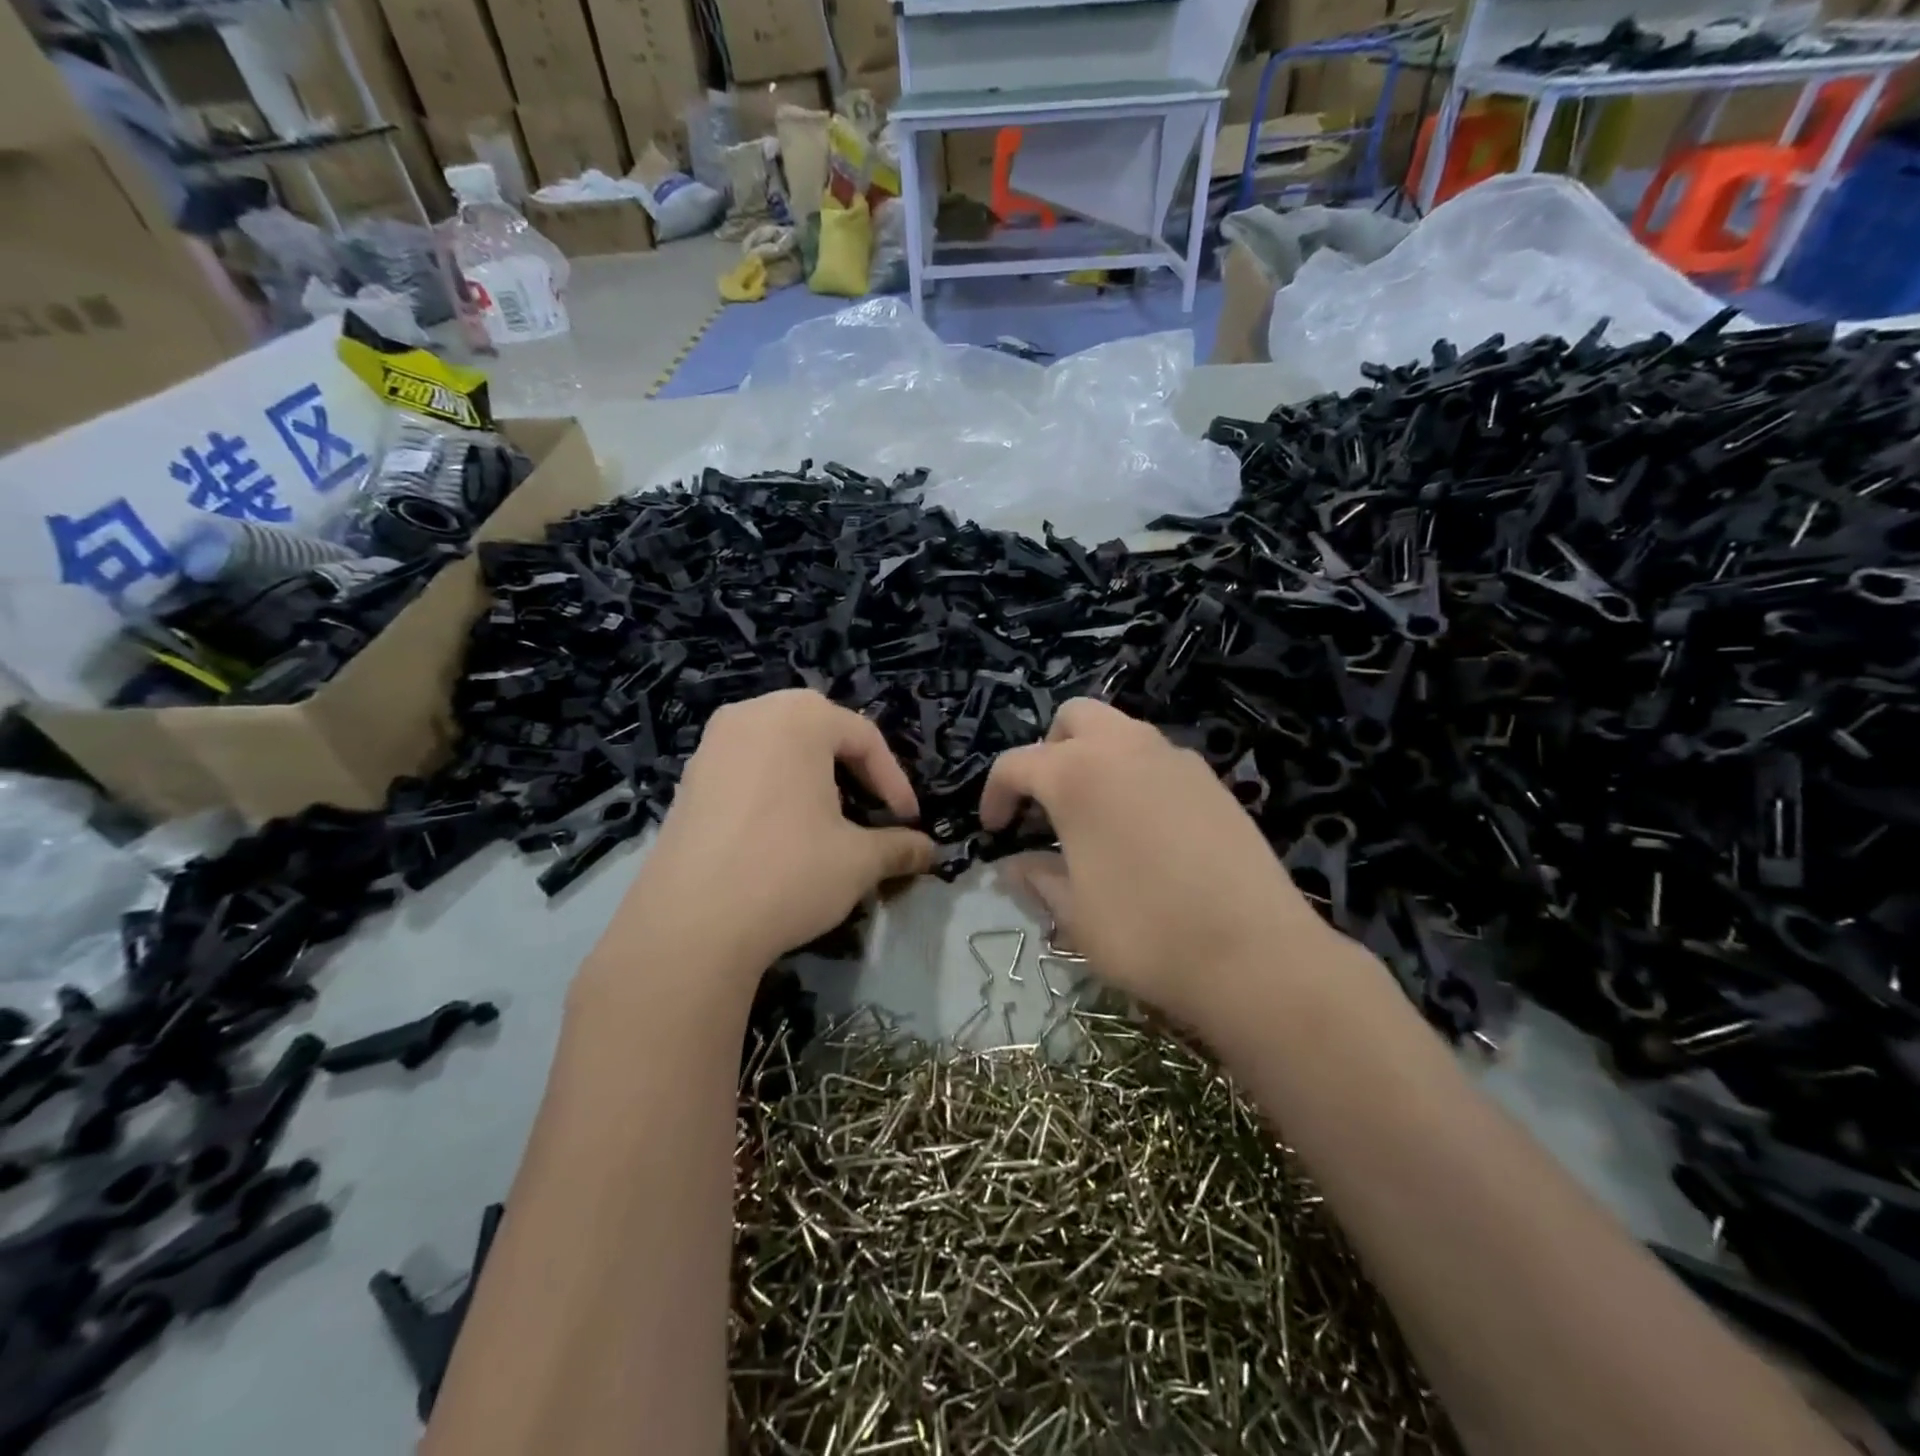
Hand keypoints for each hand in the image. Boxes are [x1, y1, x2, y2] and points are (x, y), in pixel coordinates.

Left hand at [615, 690, 933, 984]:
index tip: (909, 821)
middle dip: (852, 767)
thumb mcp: (858, 861)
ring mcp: (712, 745)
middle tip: (871, 806)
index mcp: (798, 718)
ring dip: (813, 775)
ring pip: (779, 746)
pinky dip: (775, 786)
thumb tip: (930, 851)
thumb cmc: (787, 872)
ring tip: (829, 817)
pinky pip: (747, 766)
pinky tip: (781, 830)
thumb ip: (899, 847)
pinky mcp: (688, 779)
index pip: (863, 737)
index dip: (894, 781)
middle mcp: (751, 715)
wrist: (689, 925)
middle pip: (818, 729)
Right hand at [980, 699, 1334, 1033]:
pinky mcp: (1212, 780)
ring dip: (1095, 757)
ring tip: (1094, 815)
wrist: (1255, 953)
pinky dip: (1136, 774)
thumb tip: (1014, 865)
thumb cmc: (1146, 933)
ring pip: (1122, 730)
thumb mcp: (1074, 914)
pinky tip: (1144, 828)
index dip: (995, 795)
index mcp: (1077, 774)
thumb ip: (1037, 878)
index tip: (994, 830)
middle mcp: (1125, 748)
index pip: (1017, 764)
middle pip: (1074, 718)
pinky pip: (1159, 758)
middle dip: (1050, 751)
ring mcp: (1175, 758)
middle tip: (1047, 803)